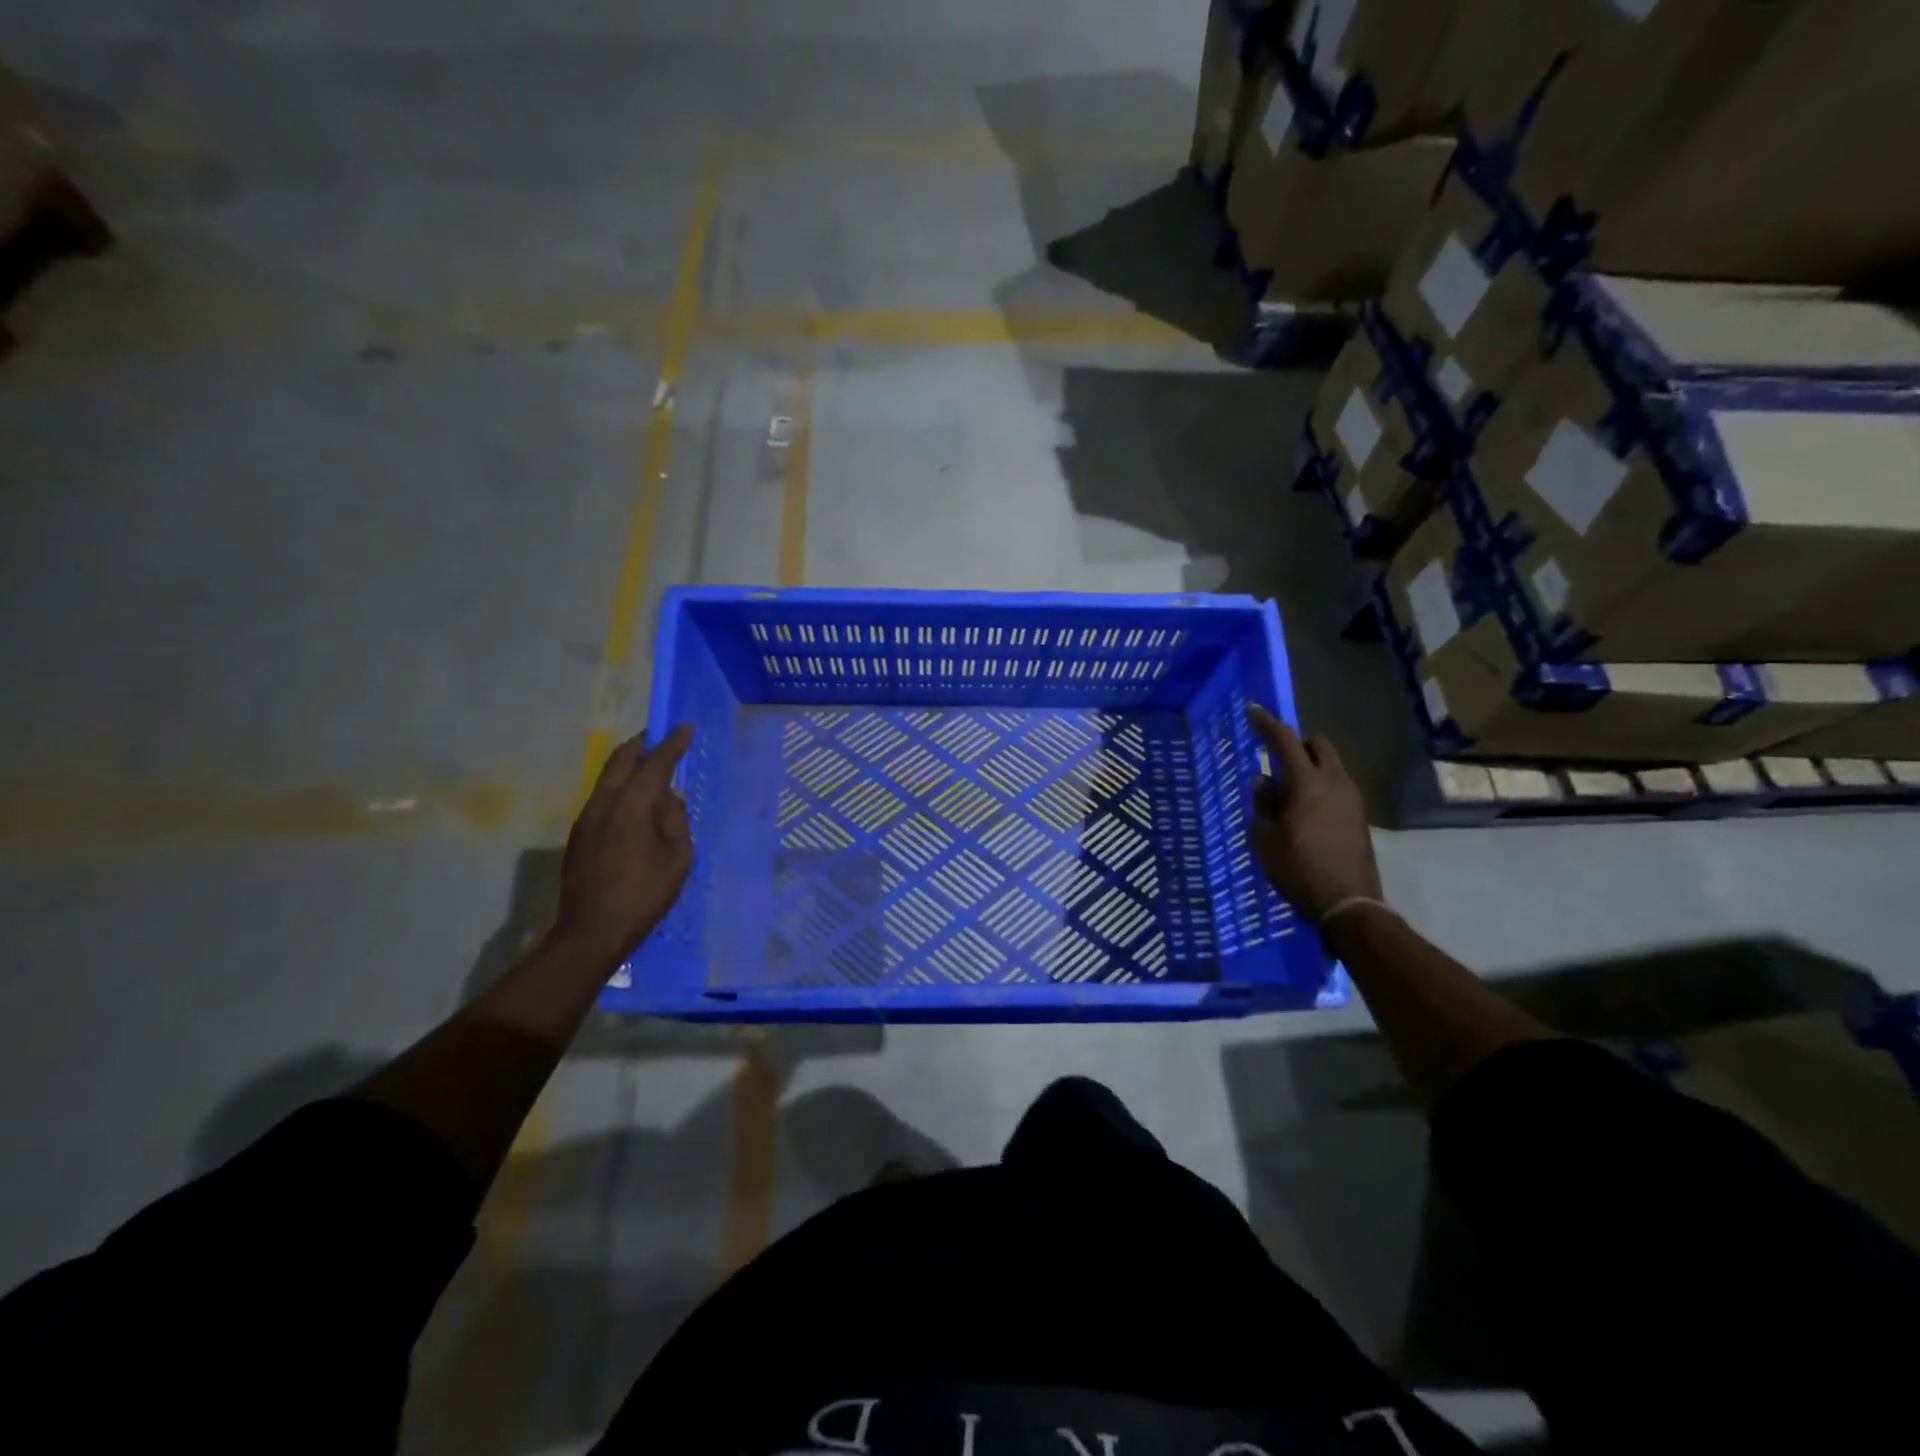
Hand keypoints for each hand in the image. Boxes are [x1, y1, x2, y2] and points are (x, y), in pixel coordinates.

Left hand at [554, 725, 694, 959]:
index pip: (655, 763)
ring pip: (607, 777)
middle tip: (660, 736)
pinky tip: (633, 799)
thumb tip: (670, 798)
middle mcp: (606, 802)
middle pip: (621, 760)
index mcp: (633, 804)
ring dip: (628, 764)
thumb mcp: (678, 858)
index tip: (685, 729)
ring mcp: (587, 817)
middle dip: (642, 744)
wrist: (593, 930)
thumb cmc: (645, 894)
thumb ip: (675, 820)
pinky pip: (602, 796)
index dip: (672, 744)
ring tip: (648, 765)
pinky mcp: (579, 833)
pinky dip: (619, 785)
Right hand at [1245, 706, 1381, 922]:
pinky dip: (1319, 786)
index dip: (1267, 723)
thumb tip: (1264, 781)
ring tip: (1287, 791)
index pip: (1285, 741)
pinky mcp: (1359, 817)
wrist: (1349, 904)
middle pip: (1319, 745)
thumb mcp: (1266, 838)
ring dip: (1309, 767)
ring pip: (1331, 766)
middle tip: (1276, 756)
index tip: (1252, 710)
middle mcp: (1335, 783)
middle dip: (1298, 742)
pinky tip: (1304, 811)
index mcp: (1307, 784)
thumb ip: (1263, 803)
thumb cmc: (1299, 869)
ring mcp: (1352, 799)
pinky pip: (1337, 787)